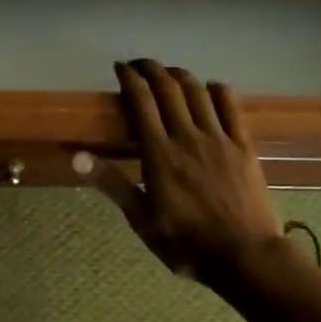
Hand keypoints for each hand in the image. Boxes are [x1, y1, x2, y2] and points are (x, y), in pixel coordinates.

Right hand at [101, 59, 283, 277]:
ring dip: (181, 75)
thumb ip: (111, 183)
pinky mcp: (244, 146)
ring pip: (198, 91)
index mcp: (159, 154)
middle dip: (152, 69)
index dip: (129, 78)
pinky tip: (210, 88)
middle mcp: (187, 137)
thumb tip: (76, 156)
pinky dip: (218, 90)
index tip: (119, 67)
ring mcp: (219, 139)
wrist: (244, 256)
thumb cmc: (186, 243)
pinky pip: (231, 106)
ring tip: (169, 73)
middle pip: (168, 89)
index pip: (141, 102)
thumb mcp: (141, 219)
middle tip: (140, 64)